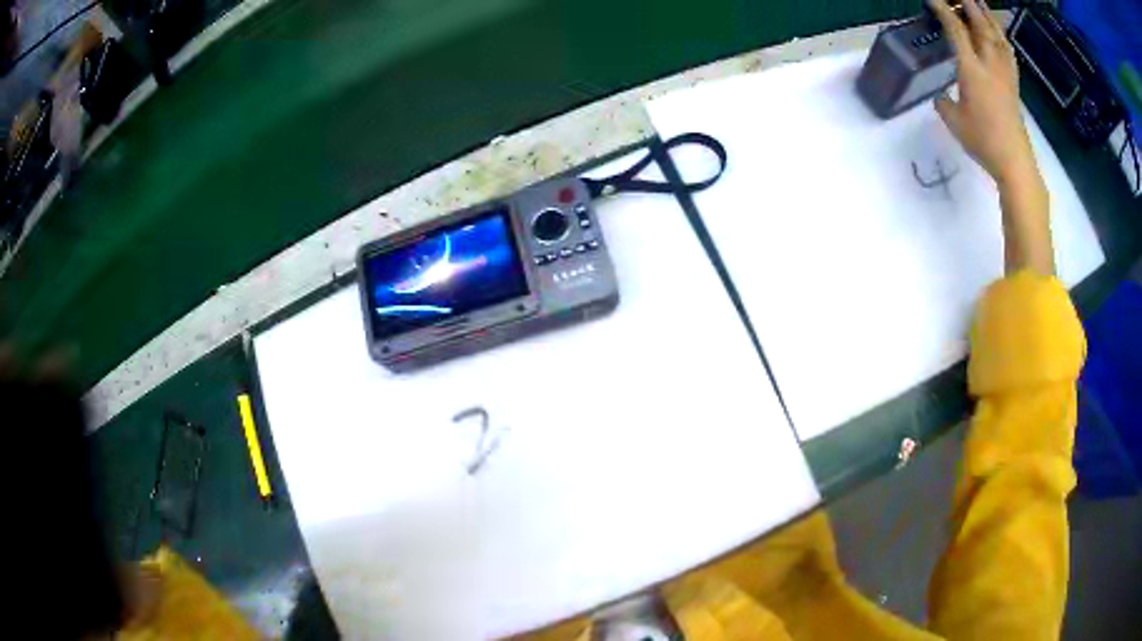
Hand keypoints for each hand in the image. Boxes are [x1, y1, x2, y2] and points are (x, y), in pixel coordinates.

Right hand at [929, 0, 1035, 186]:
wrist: (1015, 162)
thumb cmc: (983, 142)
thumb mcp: (954, 122)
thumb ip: (944, 102)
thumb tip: (939, 94)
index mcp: (971, 70)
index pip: (955, 30)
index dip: (943, 10)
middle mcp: (989, 65)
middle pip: (979, 25)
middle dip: (968, 4)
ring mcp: (1004, 73)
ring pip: (996, 35)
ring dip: (986, 15)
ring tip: (978, 2)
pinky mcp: (1014, 83)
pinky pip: (1008, 52)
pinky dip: (1002, 36)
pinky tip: (998, 31)